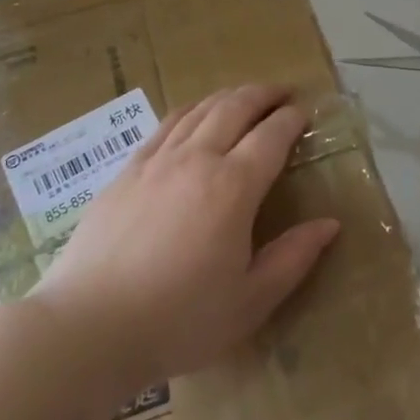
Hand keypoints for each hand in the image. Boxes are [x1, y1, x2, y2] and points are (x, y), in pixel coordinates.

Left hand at [34, 85, 339, 398]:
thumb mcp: (251, 300)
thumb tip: (330, 224)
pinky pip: (165, 125)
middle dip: (263, 94)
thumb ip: (294, 257)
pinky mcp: (126, 172)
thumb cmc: (180, 319)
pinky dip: (190, 111)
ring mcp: (156, 161)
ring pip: (199, 110)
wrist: (89, 327)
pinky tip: (193, 116)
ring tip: (244, 97)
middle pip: (235, 107)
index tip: (305, 113)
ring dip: (228, 96)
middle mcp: (196, 159)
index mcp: (233, 187)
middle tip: (282, 92)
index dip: (292, 119)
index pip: (271, 136)